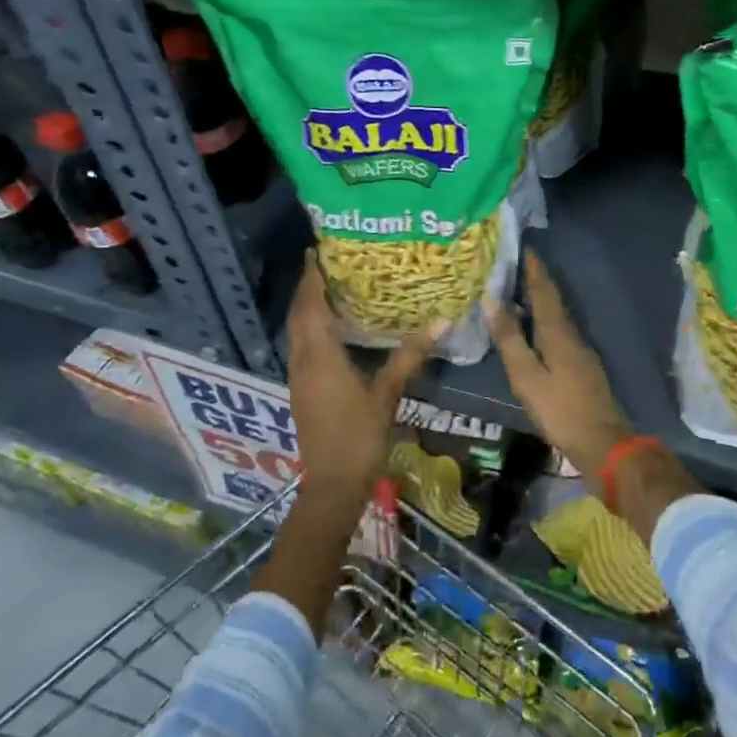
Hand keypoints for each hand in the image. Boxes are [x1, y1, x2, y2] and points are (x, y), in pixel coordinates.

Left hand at [286, 254, 437, 500]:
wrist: (332, 485)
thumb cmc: (359, 436)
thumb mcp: (387, 394)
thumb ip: (409, 356)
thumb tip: (439, 323)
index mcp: (320, 356)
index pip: (310, 306)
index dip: (311, 278)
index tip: (317, 251)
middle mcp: (302, 360)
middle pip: (298, 315)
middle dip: (307, 287)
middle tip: (327, 264)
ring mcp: (298, 377)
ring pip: (296, 331)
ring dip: (307, 307)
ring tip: (330, 287)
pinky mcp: (301, 389)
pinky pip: (301, 346)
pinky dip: (310, 327)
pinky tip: (331, 328)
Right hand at [488, 253, 633, 479]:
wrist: (603, 443)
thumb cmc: (560, 409)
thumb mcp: (527, 376)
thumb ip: (510, 339)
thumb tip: (492, 300)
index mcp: (557, 332)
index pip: (544, 290)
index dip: (533, 268)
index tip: (523, 246)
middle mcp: (571, 334)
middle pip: (552, 300)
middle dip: (535, 280)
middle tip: (514, 264)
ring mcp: (580, 350)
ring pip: (556, 316)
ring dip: (539, 300)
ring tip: (518, 290)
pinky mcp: (581, 366)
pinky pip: (559, 331)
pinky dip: (544, 321)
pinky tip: (534, 328)